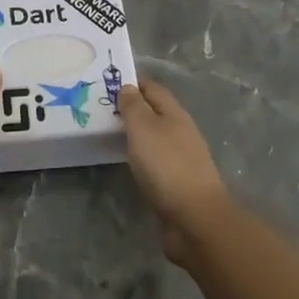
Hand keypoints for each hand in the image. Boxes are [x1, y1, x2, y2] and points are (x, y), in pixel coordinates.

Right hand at [119, 78, 231, 261]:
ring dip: (136, 131)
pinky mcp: (178, 182)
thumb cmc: (166, 166)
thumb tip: (128, 87)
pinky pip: (155, 159)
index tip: (109, 79)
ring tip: (110, 132)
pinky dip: (140, 154)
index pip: (153, 88)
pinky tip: (128, 161)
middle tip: (103, 107)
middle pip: (155, 111)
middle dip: (133, 106)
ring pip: (155, 136)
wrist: (195, 219)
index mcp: (175, 114)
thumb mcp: (144, 128)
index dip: (133, 81)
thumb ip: (134, 106)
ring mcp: (181, 158)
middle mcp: (181, 132)